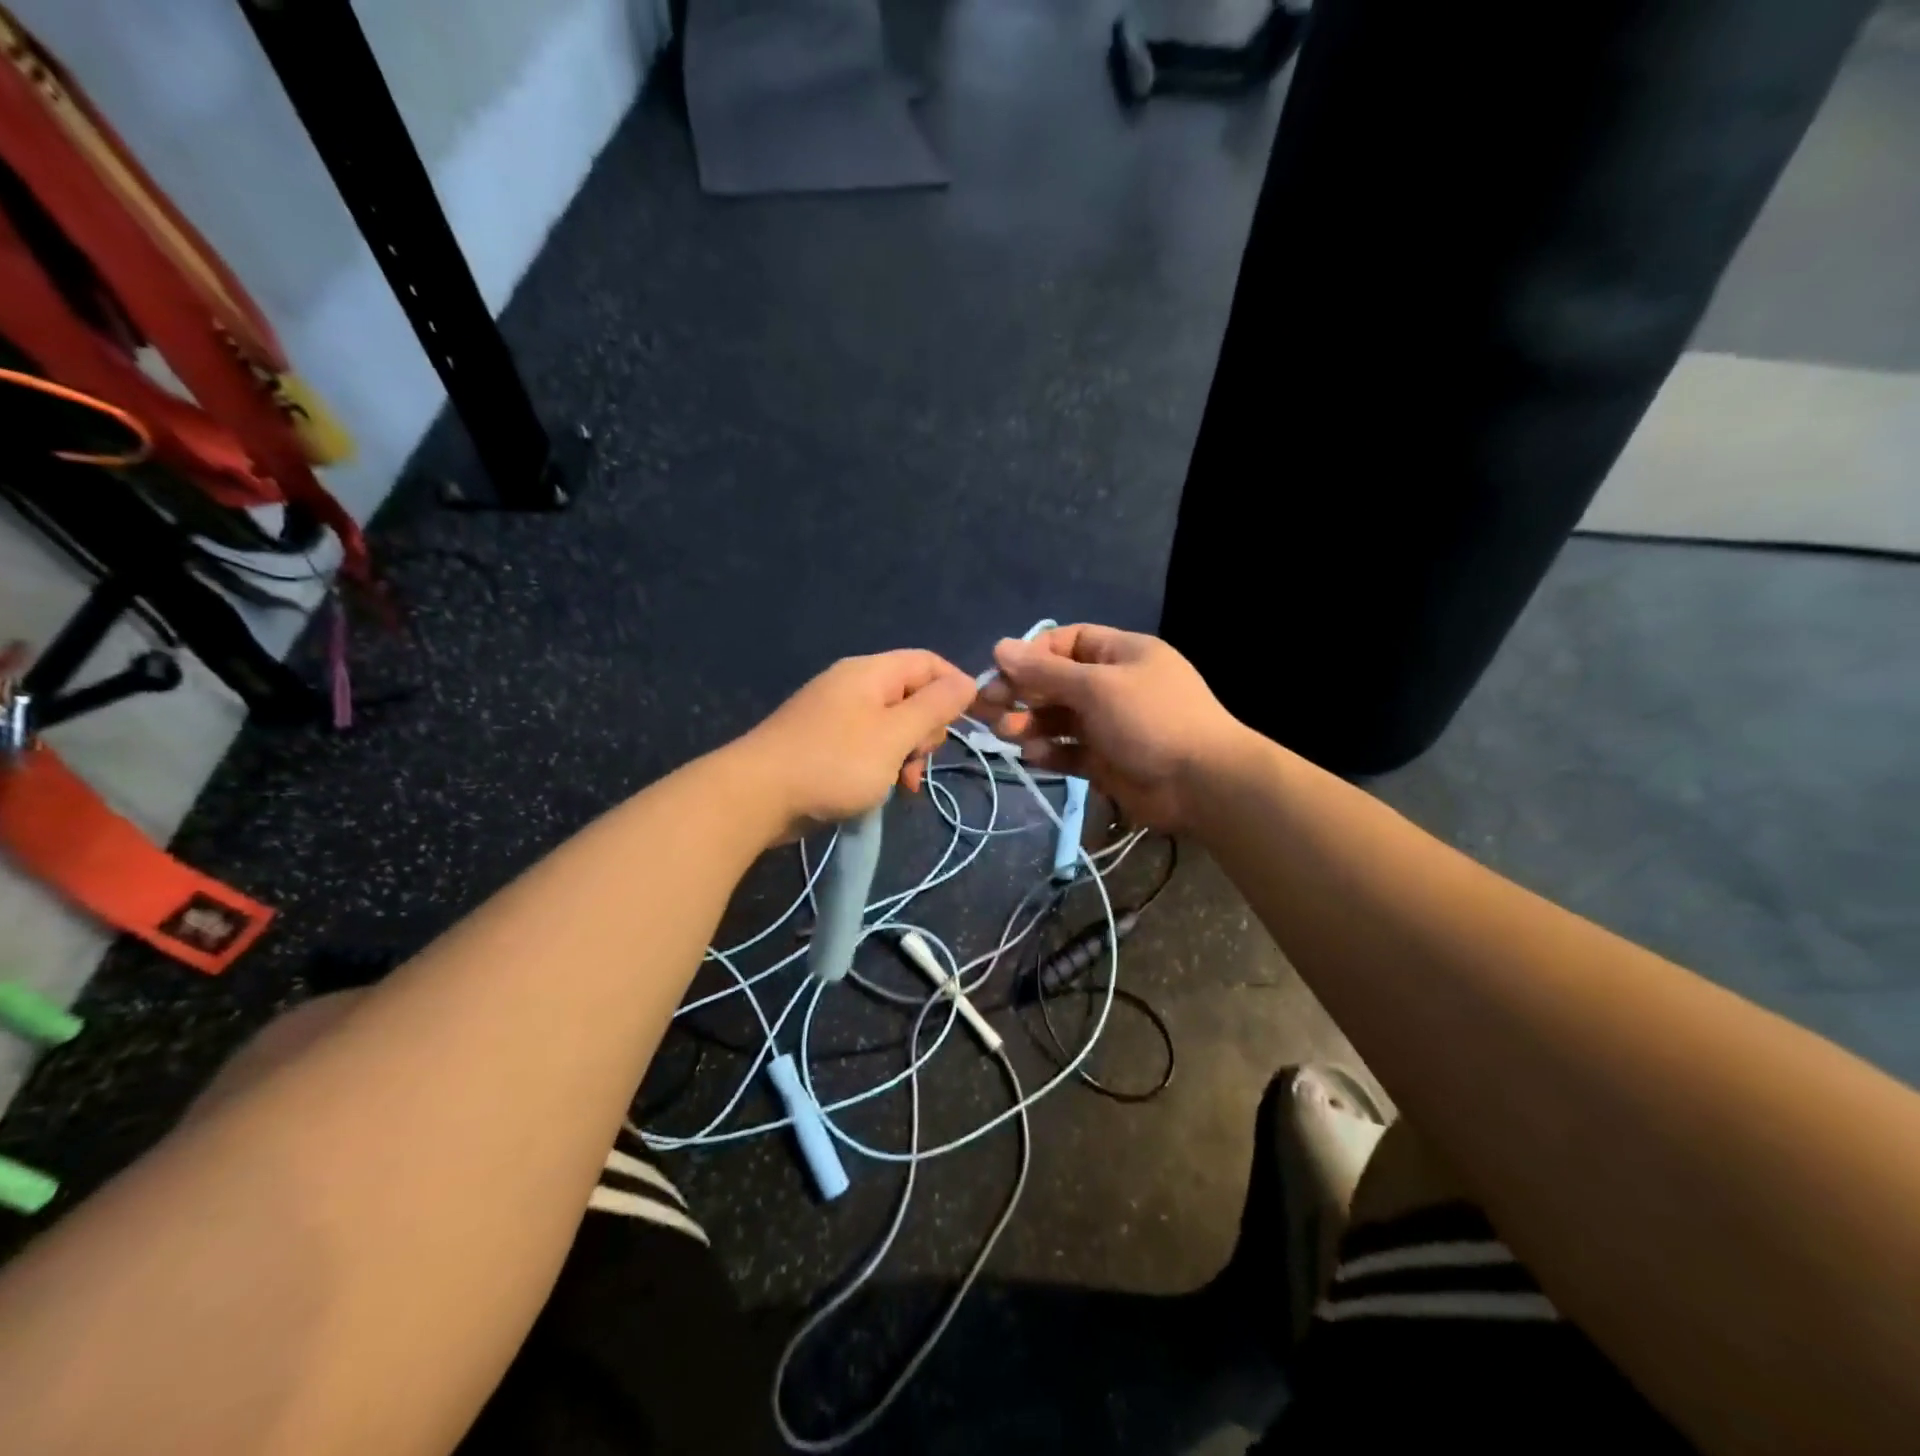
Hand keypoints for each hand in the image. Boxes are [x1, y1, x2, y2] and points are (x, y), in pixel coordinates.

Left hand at [735, 650, 976, 839]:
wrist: (756, 796)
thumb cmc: (835, 763)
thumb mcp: (895, 736)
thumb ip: (934, 708)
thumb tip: (969, 681)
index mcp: (870, 673)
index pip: (928, 662)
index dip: (955, 687)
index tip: (970, 722)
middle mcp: (853, 685)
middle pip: (911, 694)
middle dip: (927, 728)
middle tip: (920, 759)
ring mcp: (835, 714)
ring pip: (891, 724)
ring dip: (907, 752)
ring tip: (904, 784)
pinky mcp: (823, 742)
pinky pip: (867, 744)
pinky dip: (883, 763)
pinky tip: (883, 790)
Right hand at [974, 624, 1243, 829]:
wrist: (1203, 784)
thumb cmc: (1151, 719)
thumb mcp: (1096, 687)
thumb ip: (1045, 672)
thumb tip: (999, 646)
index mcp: (1120, 654)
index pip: (1066, 643)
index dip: (1032, 655)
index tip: (1000, 670)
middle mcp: (1113, 686)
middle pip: (1056, 682)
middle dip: (1022, 692)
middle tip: (987, 706)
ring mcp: (1110, 725)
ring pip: (1059, 719)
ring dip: (1030, 723)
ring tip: (1006, 733)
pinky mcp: (1106, 761)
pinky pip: (1069, 751)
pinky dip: (1050, 752)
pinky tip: (1033, 755)